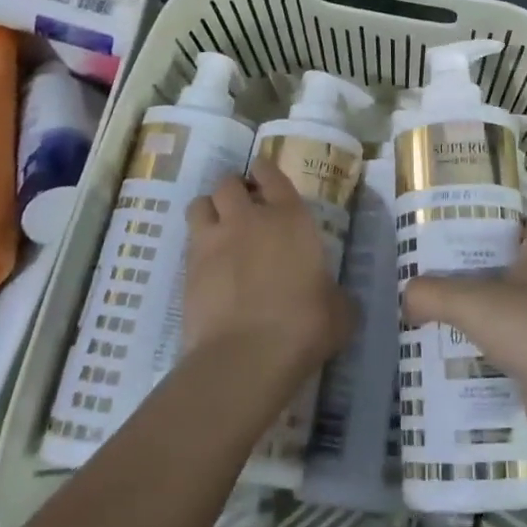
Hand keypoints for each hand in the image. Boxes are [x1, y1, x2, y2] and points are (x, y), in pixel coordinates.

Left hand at [184, 161, 352, 382]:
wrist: (247, 356)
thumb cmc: (304, 325)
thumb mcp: (338, 310)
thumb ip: (336, 295)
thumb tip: (337, 299)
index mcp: (290, 217)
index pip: (271, 175)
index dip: (265, 171)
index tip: (262, 173)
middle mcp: (249, 219)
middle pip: (229, 183)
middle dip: (234, 190)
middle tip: (241, 206)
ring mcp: (214, 241)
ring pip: (200, 204)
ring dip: (209, 210)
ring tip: (217, 228)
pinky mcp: (188, 270)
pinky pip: (189, 243)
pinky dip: (197, 247)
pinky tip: (208, 267)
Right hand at [402, 220, 526, 442]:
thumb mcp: (471, 302)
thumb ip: (432, 294)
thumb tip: (406, 299)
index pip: (519, 222)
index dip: (490, 222)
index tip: (455, 231)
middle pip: (511, 263)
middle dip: (477, 269)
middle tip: (438, 273)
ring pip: (513, 304)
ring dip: (484, 310)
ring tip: (441, 312)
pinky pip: (516, 341)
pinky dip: (493, 346)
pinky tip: (460, 353)